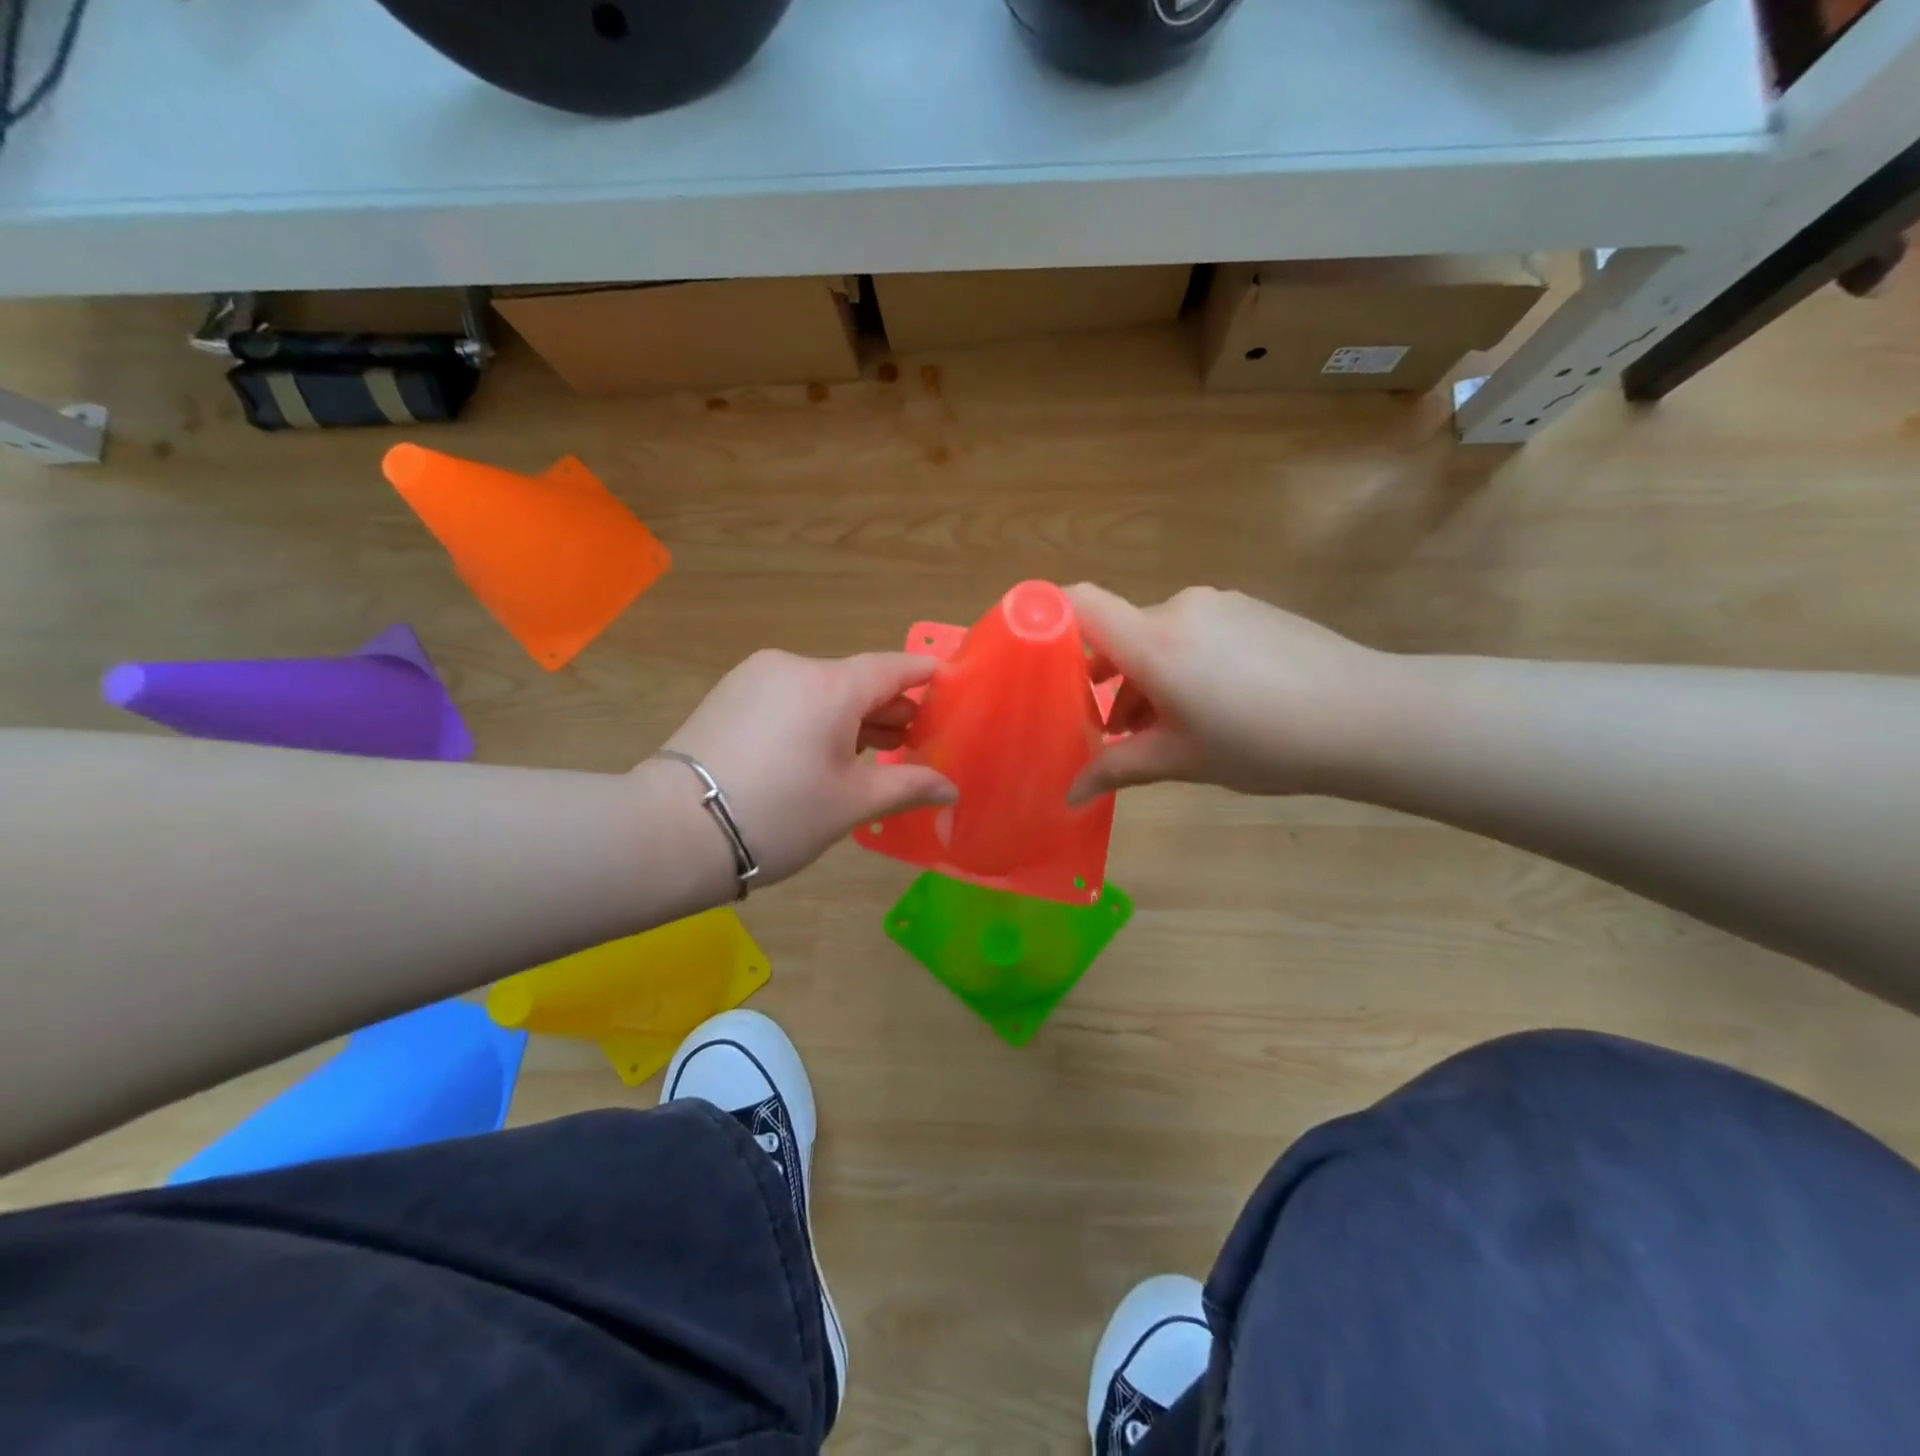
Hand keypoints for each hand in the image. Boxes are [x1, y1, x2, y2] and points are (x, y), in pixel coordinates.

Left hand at [653, 649, 956, 887]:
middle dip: (889, 707)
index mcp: (831, 685)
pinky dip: (816, 717)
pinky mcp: (729, 694)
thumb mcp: (852, 803)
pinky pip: (790, 697)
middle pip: (856, 679)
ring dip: (851, 716)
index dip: (926, 676)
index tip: (950, 687)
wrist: (674, 831)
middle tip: (915, 739)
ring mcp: (756, 677)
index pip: (894, 668)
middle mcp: (794, 667)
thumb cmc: (780, 814)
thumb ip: (908, 786)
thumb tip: (952, 789)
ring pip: (821, 689)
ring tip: (874, 751)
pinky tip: (823, 751)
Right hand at [1067, 584, 1397, 802]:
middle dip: (1106, 676)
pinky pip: (1196, 631)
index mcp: (1154, 642)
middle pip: (1120, 630)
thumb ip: (1117, 769)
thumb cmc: (1263, 743)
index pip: (1081, 603)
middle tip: (1111, 728)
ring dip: (1146, 676)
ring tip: (1163, 729)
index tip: (1035, 657)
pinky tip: (1212, 706)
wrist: (1370, 717)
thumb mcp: (1181, 760)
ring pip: (1159, 635)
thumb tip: (1068, 796)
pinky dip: (1183, 663)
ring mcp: (1220, 605)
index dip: (1049, 618)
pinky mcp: (1251, 610)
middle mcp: (1180, 609)